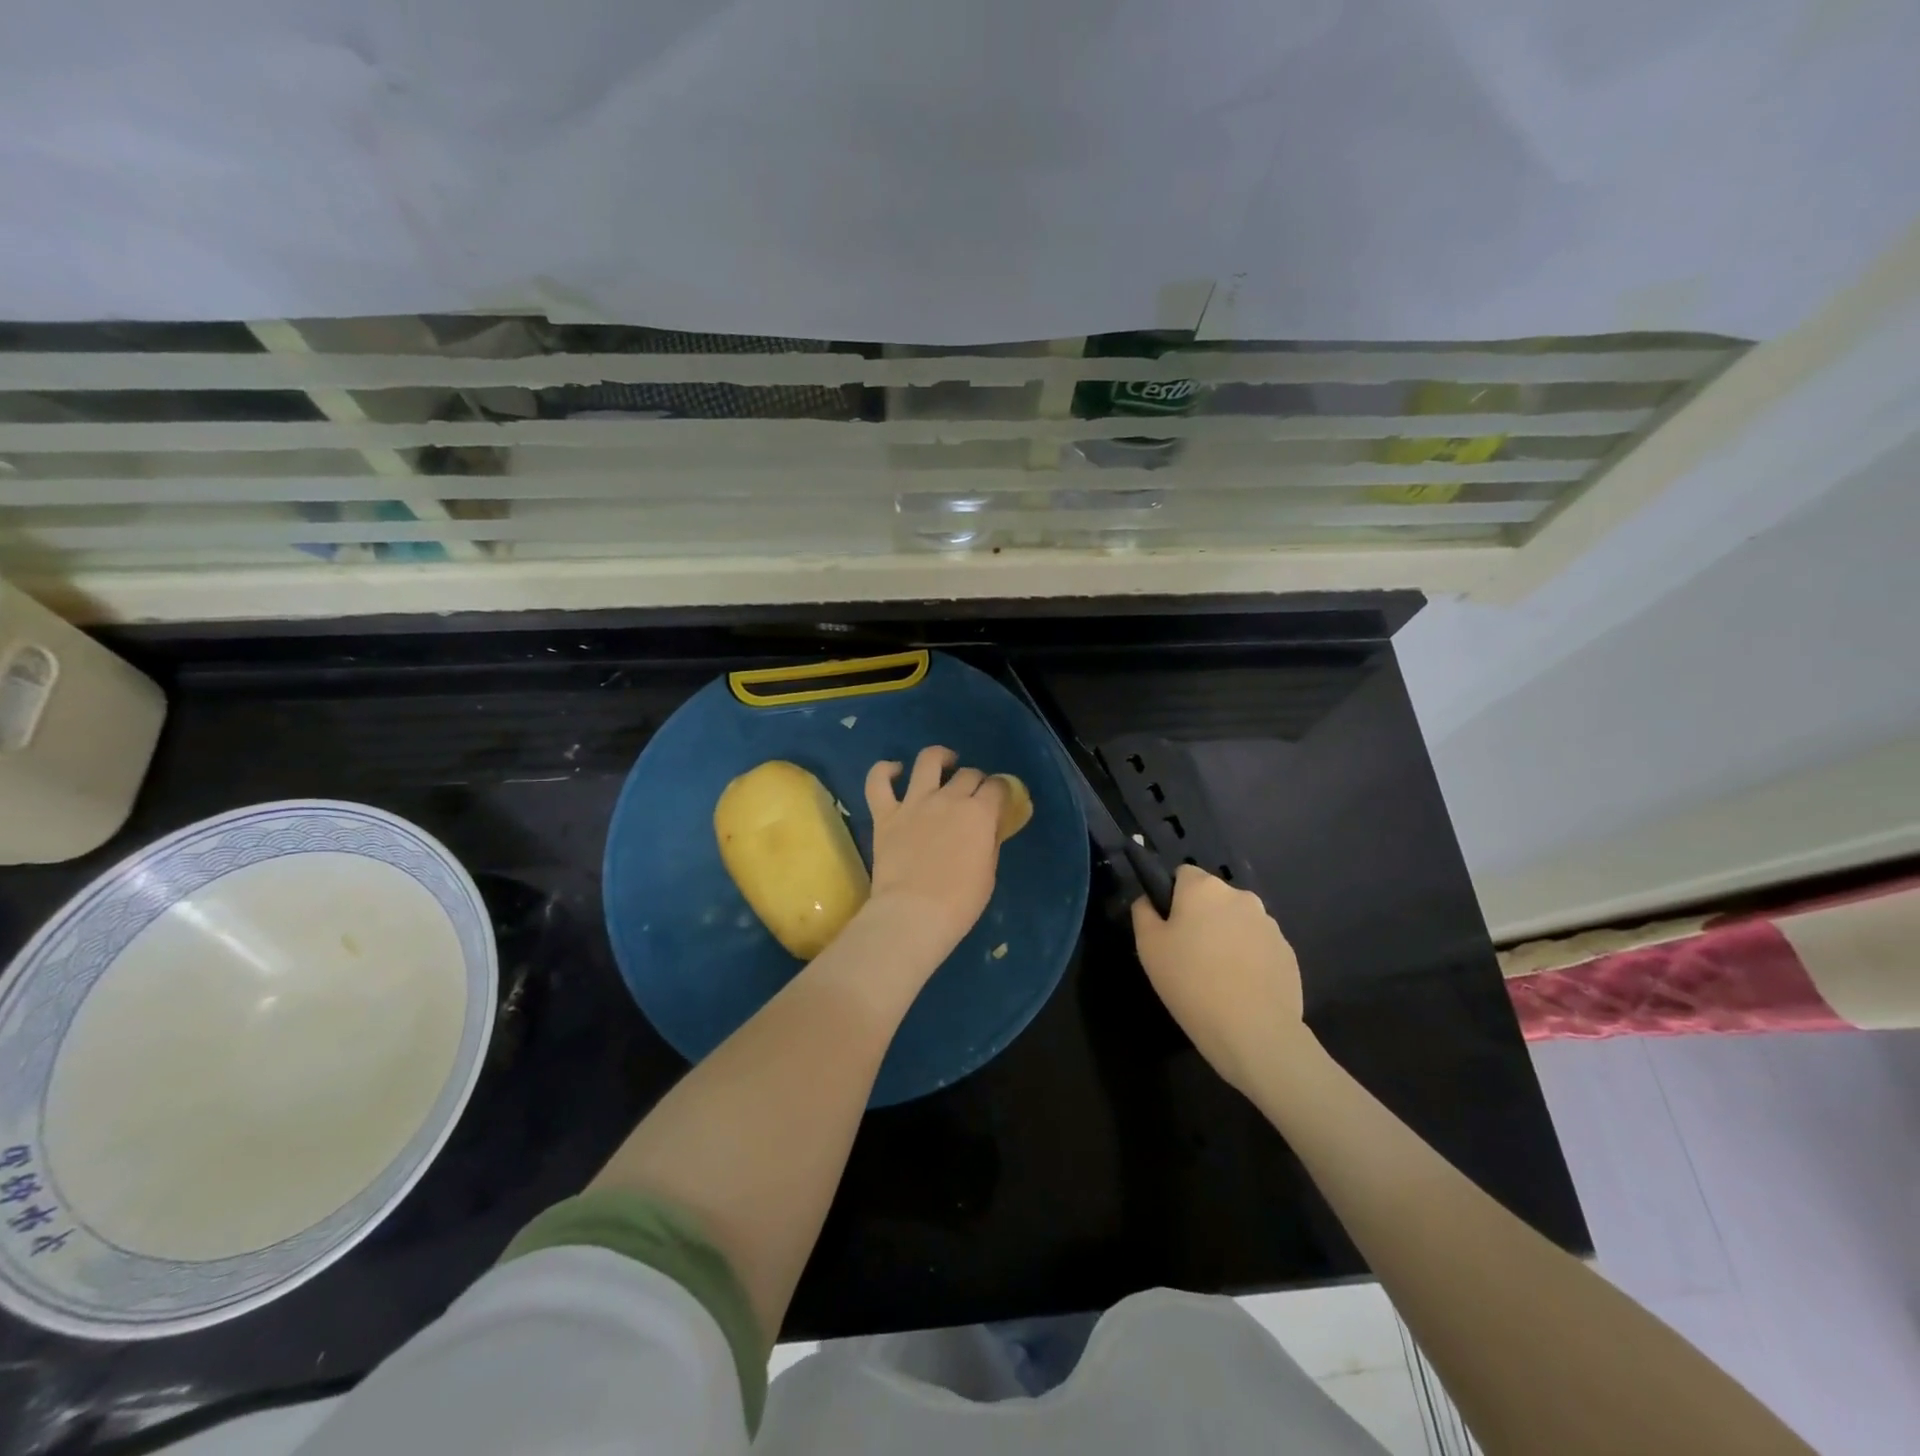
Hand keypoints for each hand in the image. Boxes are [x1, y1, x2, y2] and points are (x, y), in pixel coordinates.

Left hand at [862, 746, 1006, 968]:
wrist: (915, 913)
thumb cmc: (960, 902)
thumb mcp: (989, 871)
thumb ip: (989, 840)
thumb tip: (989, 826)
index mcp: (980, 813)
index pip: (998, 787)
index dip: (1001, 790)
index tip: (1000, 799)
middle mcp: (949, 798)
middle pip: (968, 774)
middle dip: (976, 780)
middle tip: (973, 794)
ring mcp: (915, 802)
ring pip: (928, 760)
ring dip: (940, 757)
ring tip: (944, 763)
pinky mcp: (885, 813)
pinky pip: (878, 782)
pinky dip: (884, 770)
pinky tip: (894, 771)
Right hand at [1131, 865, 1306, 1092]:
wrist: (1254, 1031)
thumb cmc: (1190, 982)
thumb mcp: (1148, 947)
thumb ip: (1143, 912)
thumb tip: (1149, 900)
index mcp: (1204, 889)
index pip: (1183, 874)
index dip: (1172, 897)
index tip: (1168, 929)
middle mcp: (1240, 897)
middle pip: (1213, 898)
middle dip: (1201, 918)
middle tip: (1187, 956)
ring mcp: (1269, 924)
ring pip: (1237, 922)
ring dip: (1226, 938)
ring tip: (1216, 977)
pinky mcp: (1287, 952)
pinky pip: (1259, 947)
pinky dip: (1248, 960)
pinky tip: (1239, 989)